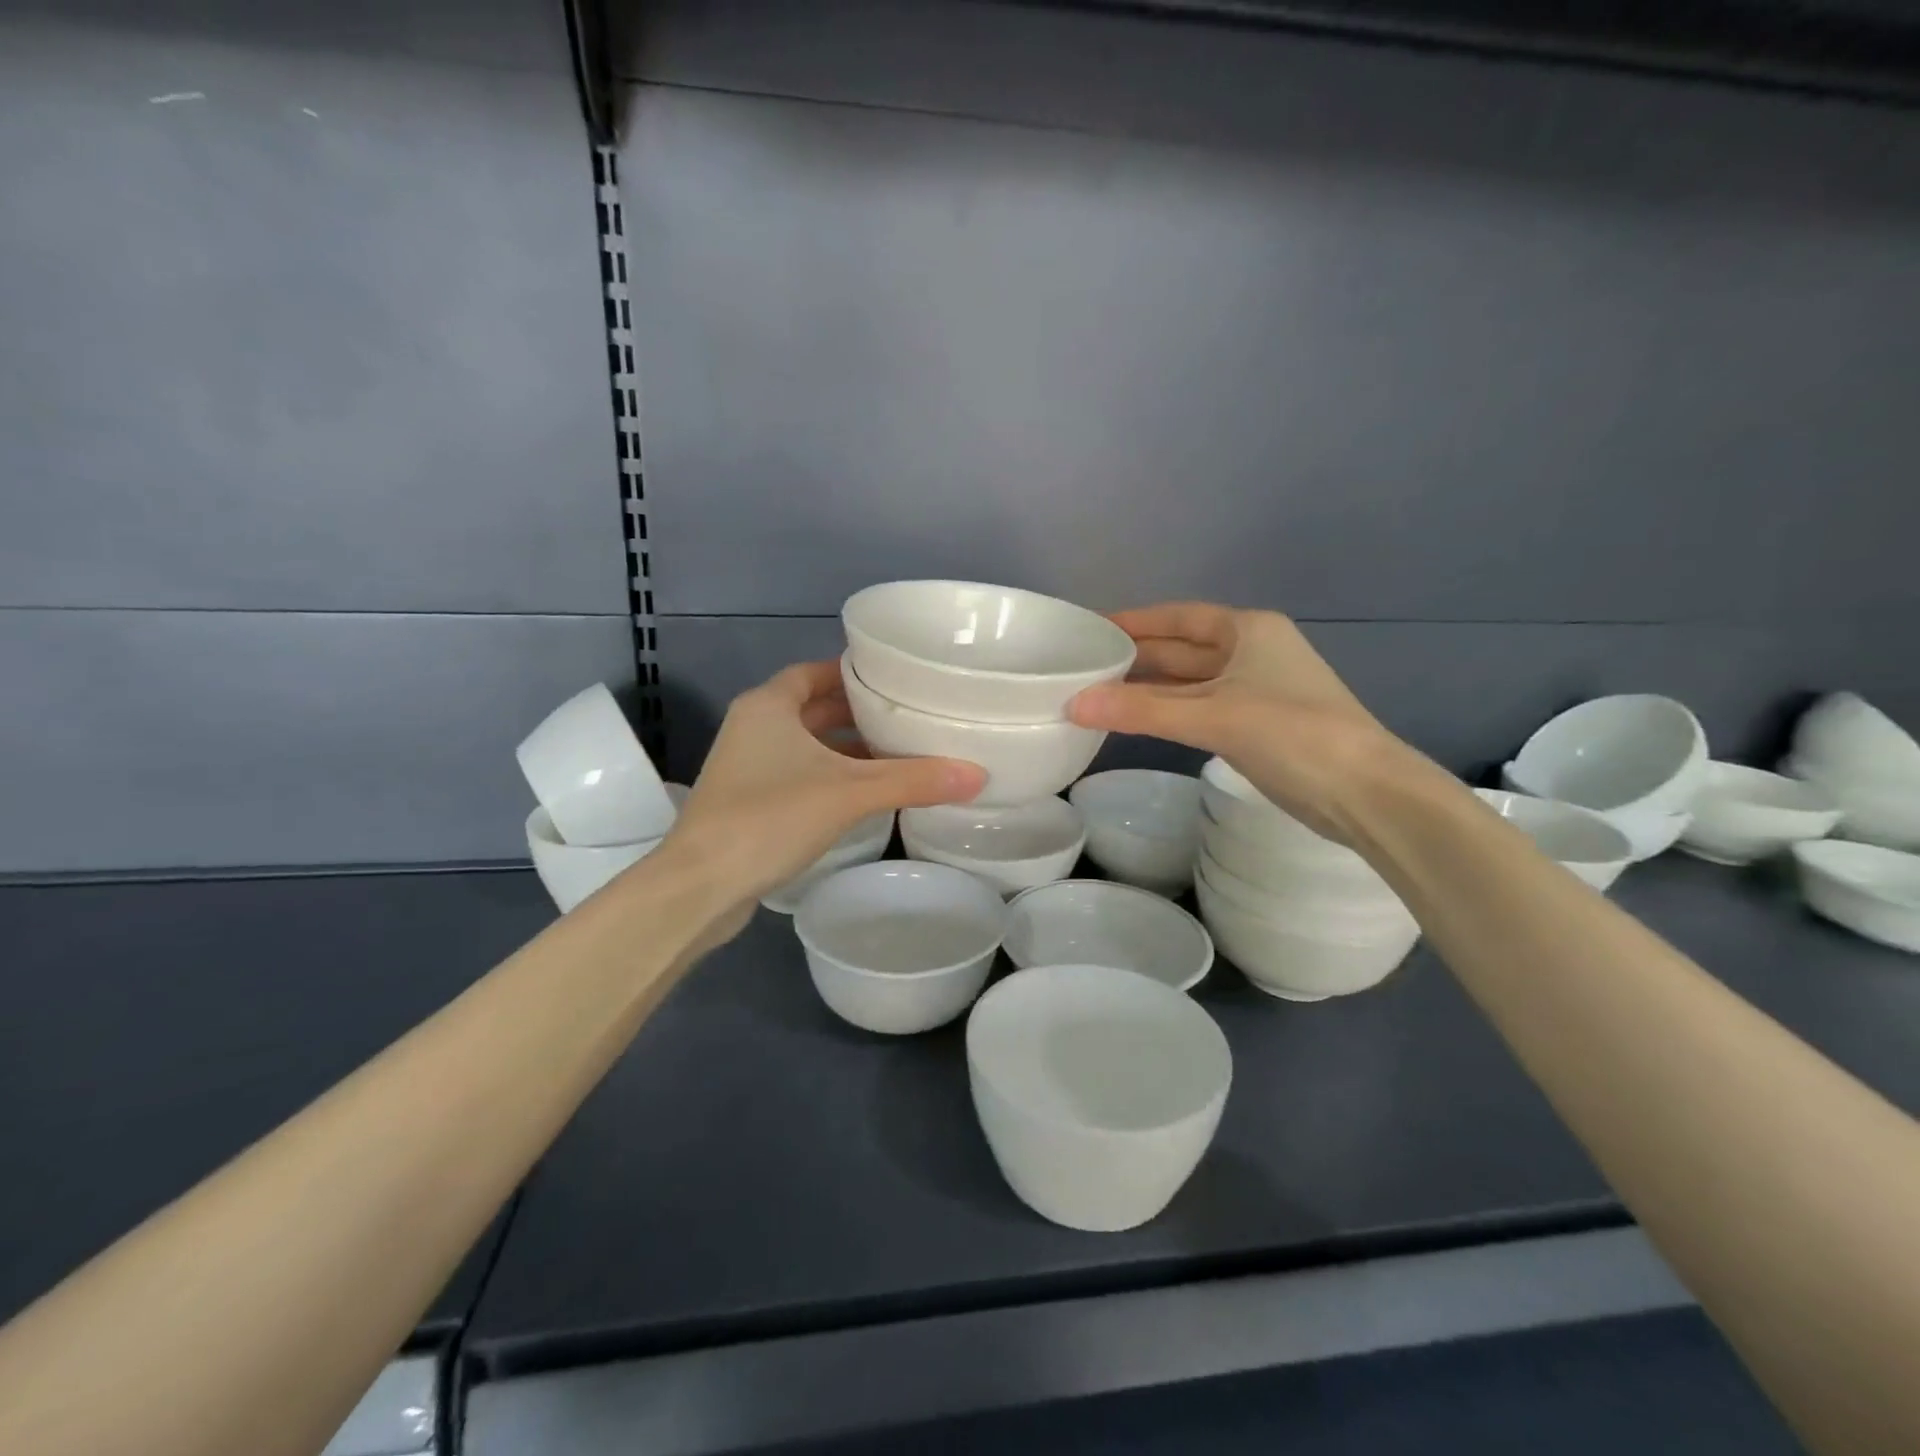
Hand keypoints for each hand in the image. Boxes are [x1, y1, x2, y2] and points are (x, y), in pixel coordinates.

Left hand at [664, 660, 985, 922]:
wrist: (701, 885)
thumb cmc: (770, 818)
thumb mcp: (849, 793)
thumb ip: (912, 781)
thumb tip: (977, 775)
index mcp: (768, 706)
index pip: (815, 672)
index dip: (853, 672)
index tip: (895, 679)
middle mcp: (754, 727)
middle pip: (813, 708)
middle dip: (857, 713)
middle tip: (907, 716)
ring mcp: (747, 766)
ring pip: (806, 745)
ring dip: (845, 748)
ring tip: (897, 752)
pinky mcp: (748, 802)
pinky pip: (799, 774)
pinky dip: (831, 776)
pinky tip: (866, 793)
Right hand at [1068, 603, 1417, 841]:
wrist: (1365, 793)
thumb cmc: (1292, 735)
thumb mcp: (1213, 716)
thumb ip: (1141, 711)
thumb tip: (1073, 704)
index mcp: (1248, 630)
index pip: (1180, 616)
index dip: (1136, 621)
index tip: (1092, 628)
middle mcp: (1252, 652)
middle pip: (1183, 649)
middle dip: (1137, 656)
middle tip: (1084, 664)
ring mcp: (1256, 690)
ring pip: (1190, 682)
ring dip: (1149, 688)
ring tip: (1099, 692)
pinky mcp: (1257, 726)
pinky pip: (1199, 709)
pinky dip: (1168, 712)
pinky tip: (1139, 720)